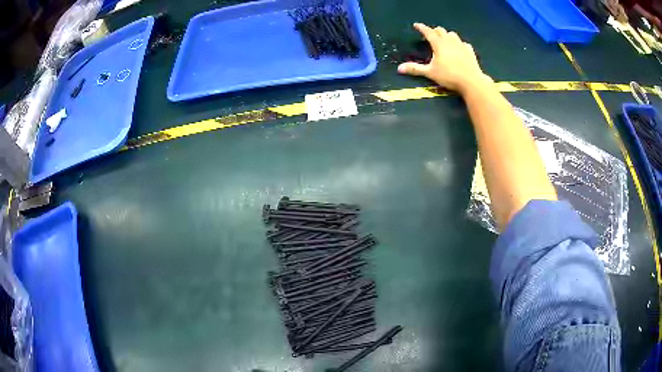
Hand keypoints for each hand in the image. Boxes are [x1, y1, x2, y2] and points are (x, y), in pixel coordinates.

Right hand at [398, 23, 490, 92]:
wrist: (471, 81)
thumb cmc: (449, 76)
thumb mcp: (430, 73)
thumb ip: (415, 69)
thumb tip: (399, 68)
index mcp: (439, 44)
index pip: (428, 31)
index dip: (421, 28)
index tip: (416, 25)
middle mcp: (450, 41)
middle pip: (441, 31)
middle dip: (434, 31)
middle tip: (430, 35)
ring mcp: (461, 45)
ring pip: (452, 35)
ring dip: (447, 35)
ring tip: (444, 40)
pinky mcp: (470, 51)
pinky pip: (463, 43)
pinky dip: (459, 44)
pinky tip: (459, 49)